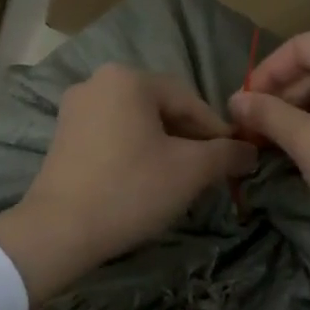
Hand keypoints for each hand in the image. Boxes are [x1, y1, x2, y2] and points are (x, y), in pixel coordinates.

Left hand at [0, 65, 255, 303]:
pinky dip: (135, 152)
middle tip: (209, 172)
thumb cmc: (130, 190)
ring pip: (137, 123)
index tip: (235, 160)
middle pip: (161, 108)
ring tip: (180, 180)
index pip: (189, 100)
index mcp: (128, 79)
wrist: (59, 230)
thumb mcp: (190, 171)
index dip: (217, 131)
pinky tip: (145, 181)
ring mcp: (75, 108)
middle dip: (189, 139)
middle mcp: (98, 82)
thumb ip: (226, 154)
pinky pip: (112, 135)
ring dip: (164, 147)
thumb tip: (250, 150)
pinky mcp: (63, 136)